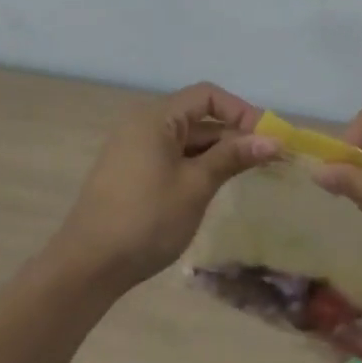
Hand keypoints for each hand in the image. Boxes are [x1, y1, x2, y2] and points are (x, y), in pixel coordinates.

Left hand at [50, 82, 279, 289]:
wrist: (88, 266)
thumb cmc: (146, 219)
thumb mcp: (196, 185)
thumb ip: (232, 156)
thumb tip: (272, 140)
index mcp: (155, 118)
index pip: (207, 96)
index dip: (241, 111)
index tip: (269, 137)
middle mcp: (143, 125)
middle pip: (198, 117)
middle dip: (235, 134)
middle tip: (270, 158)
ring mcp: (135, 150)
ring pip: (187, 140)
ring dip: (219, 152)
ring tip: (251, 172)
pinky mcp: (133, 173)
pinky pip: (173, 157)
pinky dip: (199, 165)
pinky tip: (218, 184)